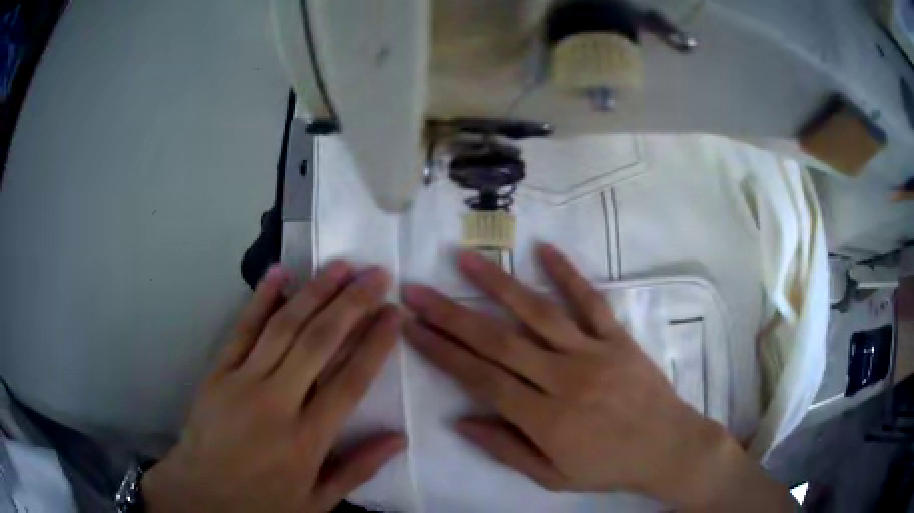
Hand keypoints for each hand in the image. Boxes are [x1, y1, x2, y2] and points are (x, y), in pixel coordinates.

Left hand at [143, 263, 405, 512]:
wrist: (200, 494)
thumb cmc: (262, 502)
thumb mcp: (317, 502)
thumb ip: (357, 470)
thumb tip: (399, 438)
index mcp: (307, 439)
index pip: (350, 381)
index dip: (375, 344)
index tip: (394, 313)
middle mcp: (277, 403)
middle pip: (319, 343)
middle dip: (352, 303)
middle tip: (376, 274)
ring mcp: (243, 382)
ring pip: (283, 327)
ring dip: (314, 292)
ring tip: (340, 264)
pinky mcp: (218, 372)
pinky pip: (242, 329)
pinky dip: (261, 298)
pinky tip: (279, 272)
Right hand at [402, 244, 791, 511]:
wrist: (667, 447)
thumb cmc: (608, 466)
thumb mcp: (551, 477)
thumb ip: (505, 448)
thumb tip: (459, 420)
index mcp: (544, 419)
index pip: (480, 378)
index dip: (442, 351)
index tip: (411, 327)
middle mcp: (563, 379)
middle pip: (497, 341)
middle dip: (450, 314)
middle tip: (416, 289)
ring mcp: (593, 353)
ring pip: (538, 312)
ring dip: (497, 284)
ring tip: (464, 259)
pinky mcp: (618, 338)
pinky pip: (590, 301)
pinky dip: (568, 273)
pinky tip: (543, 249)